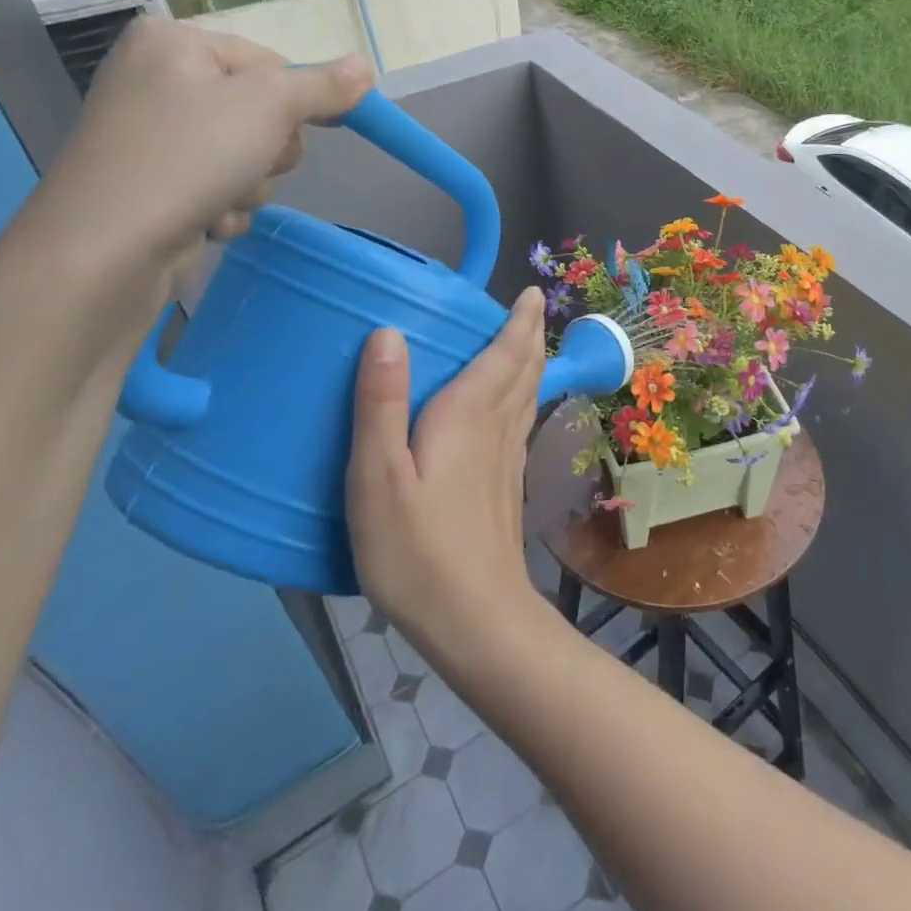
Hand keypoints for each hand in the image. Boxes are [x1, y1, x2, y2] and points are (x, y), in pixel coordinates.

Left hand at [17, 17, 369, 297]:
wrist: (108, 246)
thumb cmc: (189, 156)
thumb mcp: (269, 107)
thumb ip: (322, 87)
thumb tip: (367, 64)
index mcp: (175, 42)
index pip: (272, 63)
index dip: (295, 102)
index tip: (305, 130)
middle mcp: (159, 80)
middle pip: (262, 113)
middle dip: (268, 151)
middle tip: (247, 163)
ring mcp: (155, 136)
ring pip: (247, 157)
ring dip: (250, 186)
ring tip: (219, 198)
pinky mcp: (156, 184)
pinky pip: (220, 188)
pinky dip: (224, 208)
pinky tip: (204, 220)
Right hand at [346, 290, 546, 659]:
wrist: (475, 618)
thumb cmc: (417, 549)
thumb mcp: (378, 477)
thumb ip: (381, 405)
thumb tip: (388, 333)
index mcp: (470, 416)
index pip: (506, 354)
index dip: (520, 321)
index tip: (531, 292)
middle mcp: (499, 428)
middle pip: (525, 370)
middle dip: (529, 335)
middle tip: (528, 308)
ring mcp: (509, 460)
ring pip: (528, 395)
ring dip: (530, 363)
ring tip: (523, 344)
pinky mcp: (507, 486)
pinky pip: (521, 421)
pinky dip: (523, 396)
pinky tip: (510, 408)